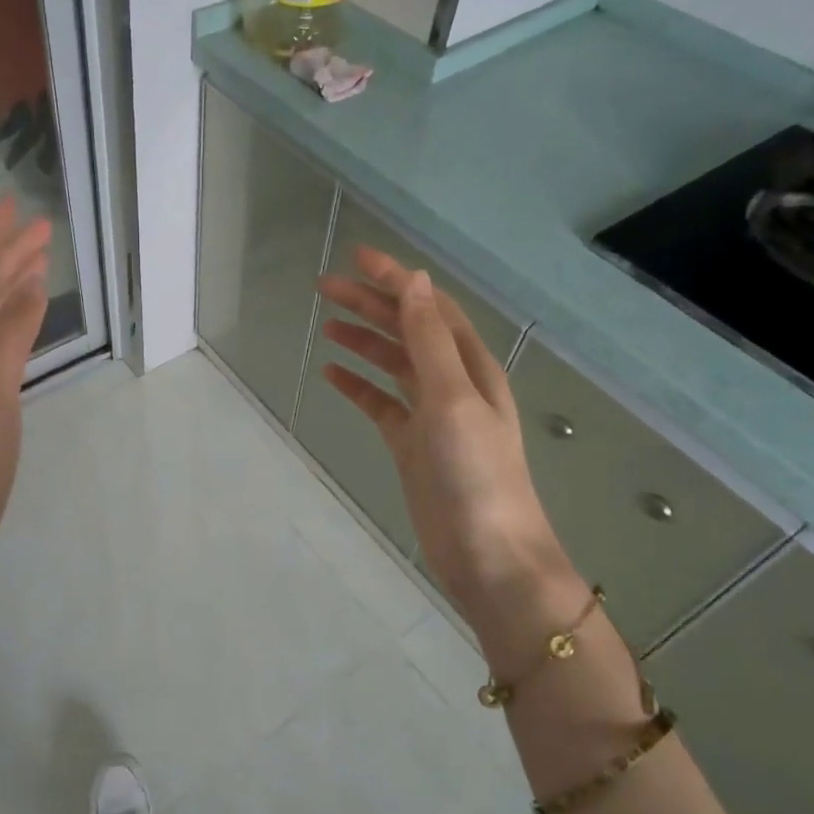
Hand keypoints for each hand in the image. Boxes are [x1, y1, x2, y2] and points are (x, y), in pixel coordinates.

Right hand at [317, 248, 588, 663]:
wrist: (488, 555)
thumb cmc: (475, 474)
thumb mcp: (453, 399)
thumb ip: (430, 341)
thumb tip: (414, 280)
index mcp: (469, 365)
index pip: (428, 307)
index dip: (395, 280)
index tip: (356, 257)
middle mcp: (452, 382)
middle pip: (407, 330)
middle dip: (370, 304)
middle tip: (324, 287)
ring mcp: (431, 414)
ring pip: (392, 363)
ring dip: (363, 340)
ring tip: (326, 323)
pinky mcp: (412, 444)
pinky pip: (381, 403)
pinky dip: (358, 385)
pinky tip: (332, 374)